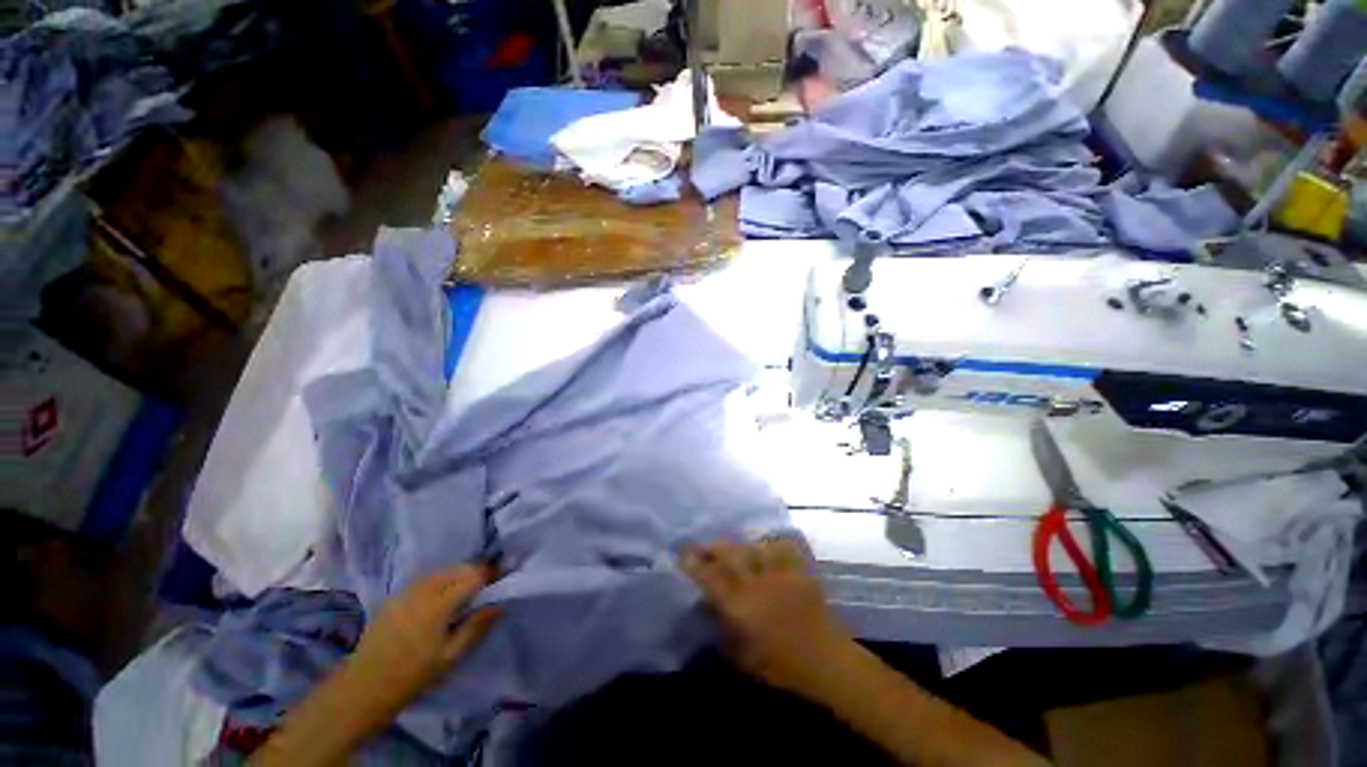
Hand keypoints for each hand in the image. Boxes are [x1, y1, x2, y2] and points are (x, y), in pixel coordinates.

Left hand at [346, 565, 499, 712]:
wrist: (363, 687)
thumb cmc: (412, 676)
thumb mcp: (450, 657)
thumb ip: (476, 627)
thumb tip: (498, 604)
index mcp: (439, 603)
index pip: (473, 575)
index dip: (491, 575)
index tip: (502, 580)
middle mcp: (424, 589)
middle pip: (459, 568)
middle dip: (475, 573)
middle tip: (485, 589)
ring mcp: (406, 590)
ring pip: (442, 571)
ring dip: (458, 575)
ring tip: (464, 593)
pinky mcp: (395, 595)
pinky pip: (426, 578)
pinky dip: (440, 580)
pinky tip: (440, 599)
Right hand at [680, 538, 855, 696]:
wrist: (826, 661)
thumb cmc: (782, 667)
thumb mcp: (743, 657)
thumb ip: (724, 629)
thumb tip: (710, 607)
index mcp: (742, 607)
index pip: (711, 578)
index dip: (694, 563)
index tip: (683, 553)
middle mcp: (757, 584)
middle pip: (729, 555)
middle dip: (711, 547)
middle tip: (700, 546)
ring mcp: (779, 573)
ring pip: (752, 547)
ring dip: (737, 545)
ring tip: (729, 547)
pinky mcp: (797, 570)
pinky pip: (780, 548)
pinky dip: (769, 545)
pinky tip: (763, 546)